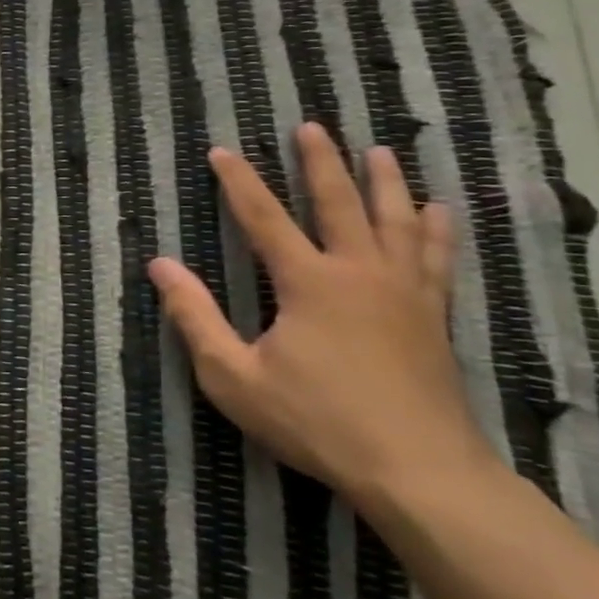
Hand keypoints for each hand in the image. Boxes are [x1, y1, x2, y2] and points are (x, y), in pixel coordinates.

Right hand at [147, 123, 500, 508]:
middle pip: (339, 204)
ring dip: (384, 183)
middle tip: (312, 127)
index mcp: (308, 283)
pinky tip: (438, 212)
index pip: (264, 218)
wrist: (420, 471)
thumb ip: (194, 316)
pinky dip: (434, 230)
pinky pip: (436, 259)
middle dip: (321, 163)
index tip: (221, 151)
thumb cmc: (316, 421)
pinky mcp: (432, 317)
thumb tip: (161, 265)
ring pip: (396, 221)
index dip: (239, 183)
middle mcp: (360, 274)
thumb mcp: (233, 375)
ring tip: (379, 151)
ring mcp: (405, 294)